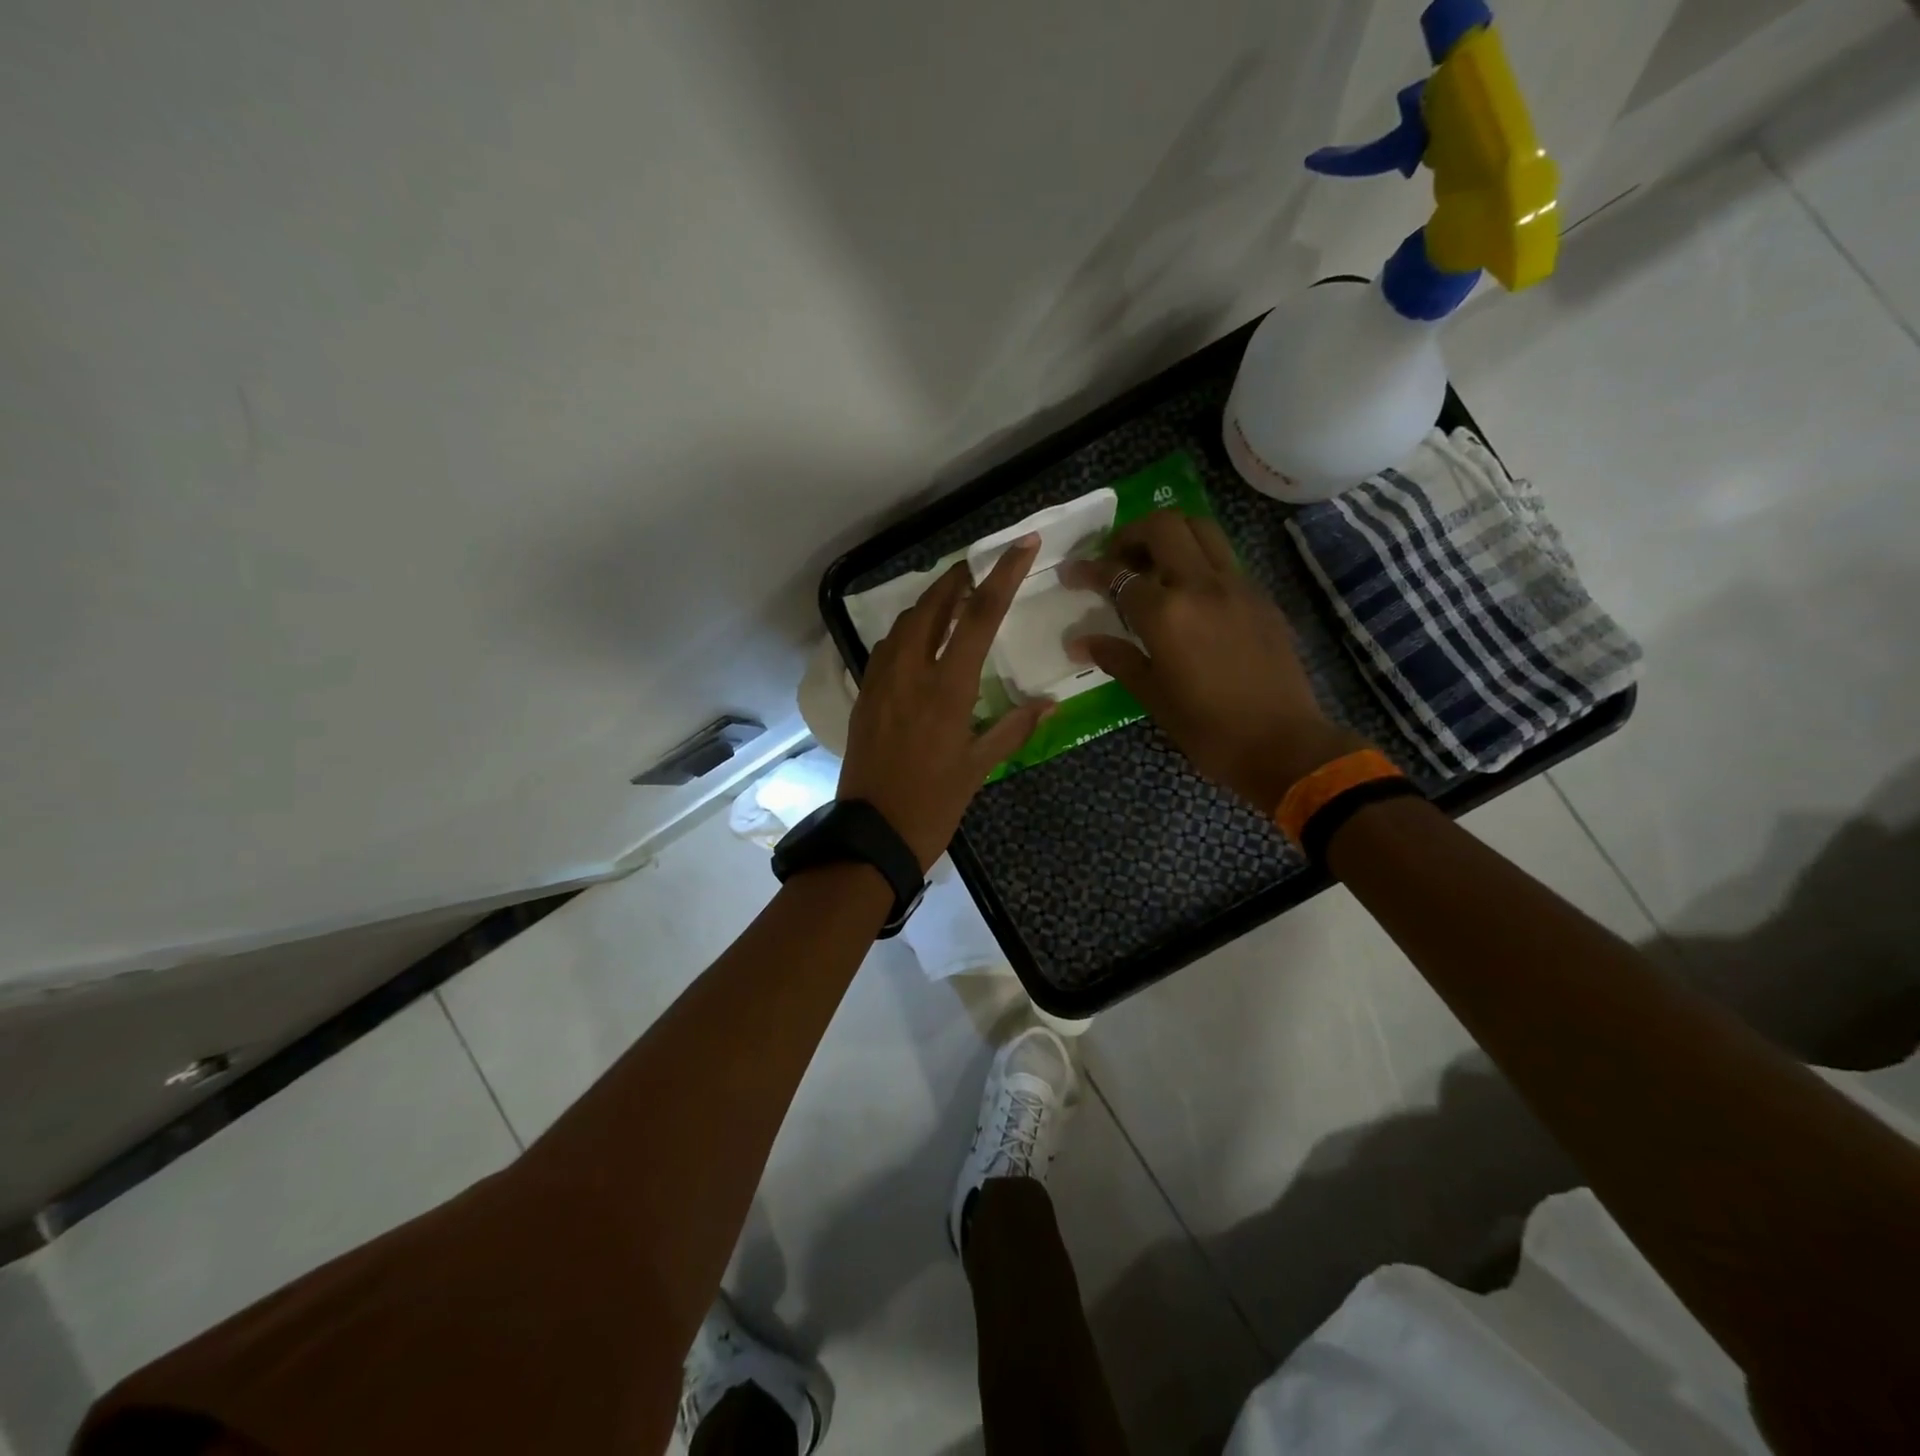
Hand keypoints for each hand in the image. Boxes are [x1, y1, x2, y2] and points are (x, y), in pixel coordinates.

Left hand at [838, 537, 1053, 870]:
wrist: (872, 835)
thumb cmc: (933, 806)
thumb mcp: (979, 769)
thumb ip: (1014, 728)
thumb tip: (1048, 703)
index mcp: (947, 689)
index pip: (979, 616)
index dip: (1002, 575)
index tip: (1021, 544)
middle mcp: (910, 674)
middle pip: (932, 607)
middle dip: (956, 579)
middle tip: (976, 567)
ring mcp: (881, 683)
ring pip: (903, 625)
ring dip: (929, 604)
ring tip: (950, 600)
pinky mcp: (864, 697)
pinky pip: (885, 650)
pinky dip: (906, 633)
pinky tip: (918, 642)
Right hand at [1059, 511, 1366, 811]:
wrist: (1283, 744)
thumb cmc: (1207, 728)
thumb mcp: (1152, 695)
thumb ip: (1116, 657)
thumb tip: (1080, 642)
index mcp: (1167, 613)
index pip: (1118, 574)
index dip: (1089, 569)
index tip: (1071, 572)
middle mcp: (1202, 585)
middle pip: (1164, 526)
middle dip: (1132, 534)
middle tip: (1117, 560)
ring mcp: (1237, 586)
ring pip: (1201, 530)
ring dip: (1170, 535)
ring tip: (1153, 566)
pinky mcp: (1261, 597)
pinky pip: (1224, 558)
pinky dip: (1198, 558)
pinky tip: (1189, 594)